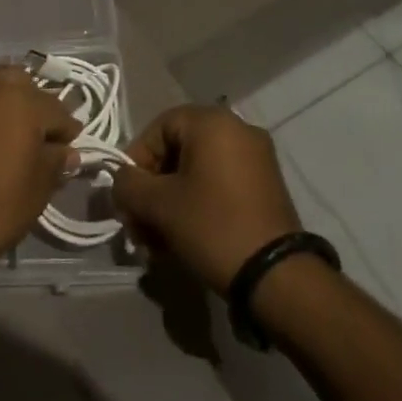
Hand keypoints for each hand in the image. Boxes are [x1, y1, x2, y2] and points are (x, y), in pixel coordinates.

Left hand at [0, 66, 80, 279]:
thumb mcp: (38, 188)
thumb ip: (56, 161)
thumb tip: (66, 151)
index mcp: (24, 102)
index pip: (57, 110)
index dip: (67, 131)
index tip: (68, 149)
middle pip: (25, 85)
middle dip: (37, 105)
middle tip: (41, 136)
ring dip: (10, 102)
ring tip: (15, 132)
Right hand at [111, 105, 302, 294]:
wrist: (279, 278)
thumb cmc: (213, 227)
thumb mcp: (159, 205)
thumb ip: (128, 185)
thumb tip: (121, 181)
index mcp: (212, 122)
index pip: (157, 129)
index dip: (136, 162)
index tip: (127, 197)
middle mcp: (237, 129)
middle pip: (177, 152)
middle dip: (152, 189)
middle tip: (139, 224)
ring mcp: (256, 159)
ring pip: (196, 172)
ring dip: (171, 202)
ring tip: (157, 241)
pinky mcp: (266, 187)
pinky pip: (219, 185)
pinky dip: (197, 205)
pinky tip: (183, 238)